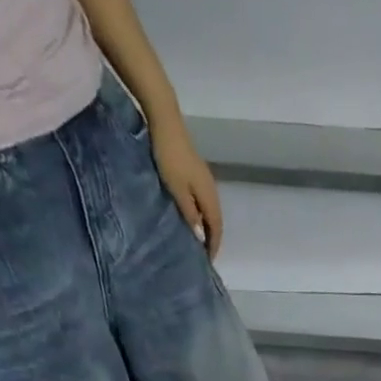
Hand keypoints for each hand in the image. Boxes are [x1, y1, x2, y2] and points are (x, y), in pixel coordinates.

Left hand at [152, 124, 223, 259]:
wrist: (165, 119)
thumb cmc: (170, 157)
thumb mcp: (177, 190)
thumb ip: (189, 214)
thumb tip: (200, 236)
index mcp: (210, 197)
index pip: (216, 228)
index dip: (213, 245)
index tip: (207, 261)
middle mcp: (212, 190)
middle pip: (216, 220)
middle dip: (212, 238)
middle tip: (203, 252)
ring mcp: (205, 179)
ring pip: (210, 210)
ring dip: (206, 225)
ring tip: (197, 237)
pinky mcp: (196, 171)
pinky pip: (203, 200)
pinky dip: (201, 213)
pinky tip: (192, 215)